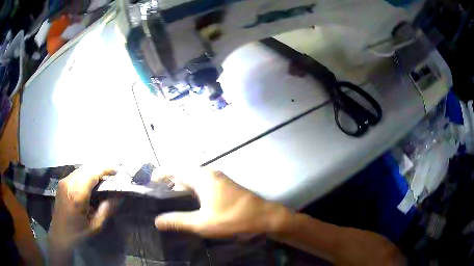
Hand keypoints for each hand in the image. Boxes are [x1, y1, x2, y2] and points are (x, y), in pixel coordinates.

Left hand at [48, 166, 116, 251]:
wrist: (59, 234)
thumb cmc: (78, 232)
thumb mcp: (95, 226)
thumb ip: (106, 210)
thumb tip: (119, 197)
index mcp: (77, 194)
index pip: (92, 173)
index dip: (105, 169)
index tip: (116, 170)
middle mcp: (69, 183)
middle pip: (87, 168)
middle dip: (100, 169)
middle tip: (111, 176)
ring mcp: (64, 181)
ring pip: (81, 169)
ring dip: (92, 171)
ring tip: (103, 179)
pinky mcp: (62, 182)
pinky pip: (76, 173)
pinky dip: (85, 174)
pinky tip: (90, 183)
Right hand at [154, 168, 289, 237]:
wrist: (264, 217)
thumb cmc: (233, 219)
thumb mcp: (202, 223)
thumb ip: (178, 221)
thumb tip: (157, 221)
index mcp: (202, 177)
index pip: (174, 169)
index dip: (160, 174)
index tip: (149, 183)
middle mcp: (209, 174)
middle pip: (183, 173)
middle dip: (169, 182)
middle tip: (157, 195)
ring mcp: (219, 179)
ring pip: (193, 179)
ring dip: (181, 187)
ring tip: (169, 200)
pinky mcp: (225, 186)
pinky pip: (202, 184)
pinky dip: (192, 191)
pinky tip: (190, 204)